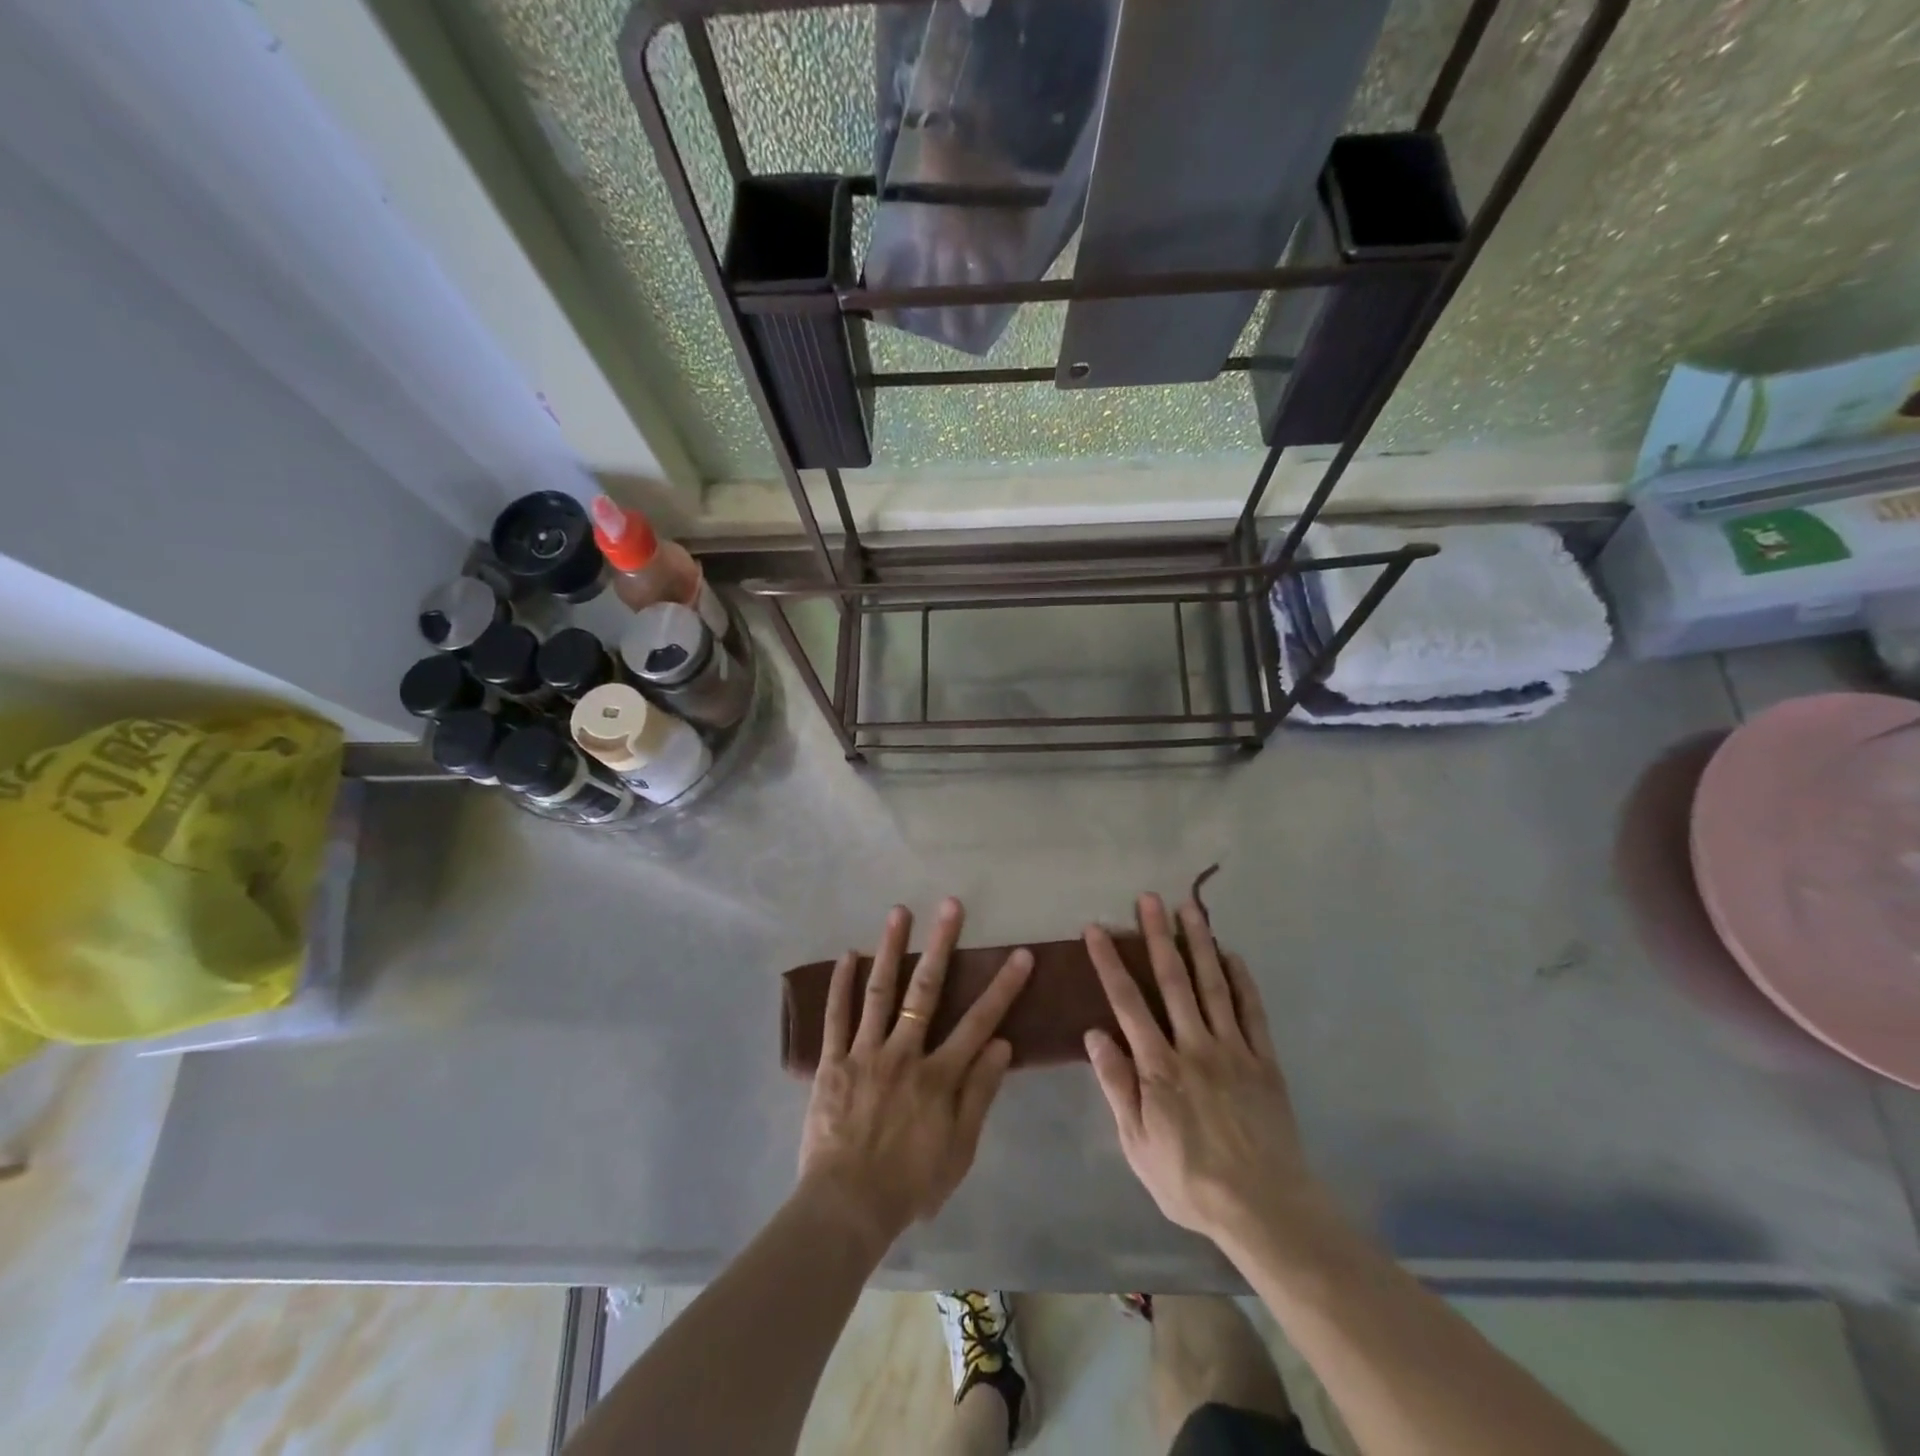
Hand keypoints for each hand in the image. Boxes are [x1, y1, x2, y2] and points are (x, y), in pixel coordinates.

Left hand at [798, 898, 1031, 1250]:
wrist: (846, 1207)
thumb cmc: (910, 1184)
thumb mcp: (959, 1149)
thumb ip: (980, 1094)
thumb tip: (1002, 1044)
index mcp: (938, 1075)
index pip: (979, 1022)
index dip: (1003, 987)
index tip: (1020, 955)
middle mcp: (904, 1052)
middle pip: (926, 990)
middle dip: (942, 944)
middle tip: (951, 905)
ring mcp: (865, 1053)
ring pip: (880, 991)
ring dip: (892, 948)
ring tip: (900, 912)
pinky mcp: (833, 1062)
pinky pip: (836, 1017)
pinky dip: (840, 984)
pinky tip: (848, 955)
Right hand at [1084, 894, 1328, 1248]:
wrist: (1265, 1208)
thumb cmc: (1189, 1180)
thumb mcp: (1137, 1143)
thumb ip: (1117, 1086)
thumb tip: (1094, 1034)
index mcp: (1158, 1066)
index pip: (1126, 1002)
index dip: (1109, 962)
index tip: (1096, 929)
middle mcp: (1194, 1045)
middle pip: (1172, 980)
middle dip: (1157, 936)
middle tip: (1148, 898)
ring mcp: (1233, 1049)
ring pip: (1212, 985)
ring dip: (1199, 943)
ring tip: (1189, 908)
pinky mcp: (1263, 1060)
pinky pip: (1252, 1011)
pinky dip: (1242, 980)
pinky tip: (1233, 955)